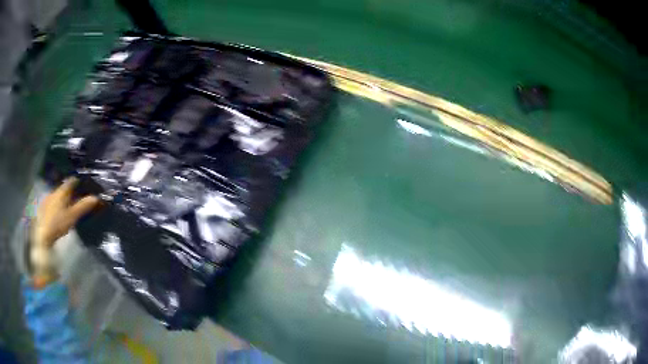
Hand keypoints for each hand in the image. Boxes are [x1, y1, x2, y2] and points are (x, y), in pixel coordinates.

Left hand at [29, 177, 99, 286]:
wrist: (43, 234)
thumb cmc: (58, 224)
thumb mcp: (72, 217)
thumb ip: (82, 207)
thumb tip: (95, 197)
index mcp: (61, 192)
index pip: (71, 181)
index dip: (77, 182)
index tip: (82, 184)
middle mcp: (54, 191)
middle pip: (63, 188)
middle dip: (69, 191)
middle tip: (75, 196)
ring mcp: (47, 199)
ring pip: (57, 195)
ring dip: (62, 198)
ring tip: (66, 204)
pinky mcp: (43, 207)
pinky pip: (51, 201)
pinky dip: (56, 204)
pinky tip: (57, 211)